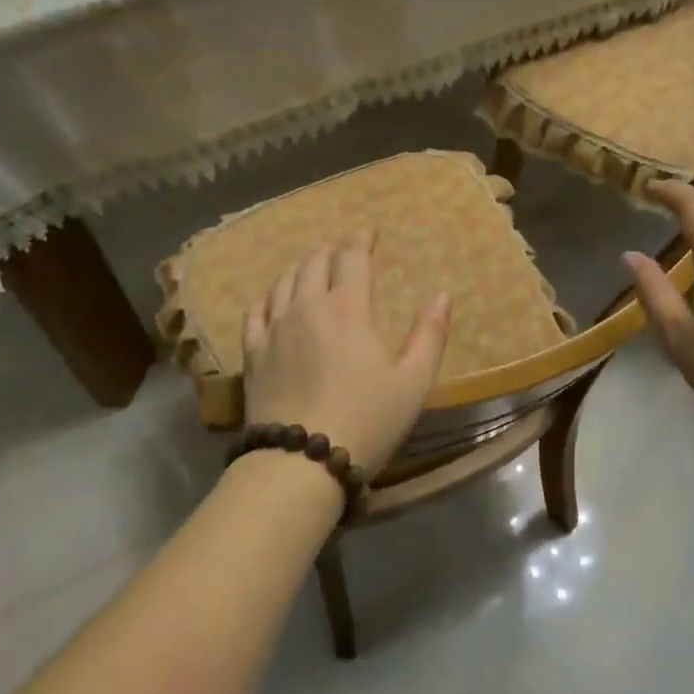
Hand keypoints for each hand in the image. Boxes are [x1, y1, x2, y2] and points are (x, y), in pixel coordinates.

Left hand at [241, 233, 451, 477]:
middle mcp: (306, 307)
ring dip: (301, 267)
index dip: (361, 239)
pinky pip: (255, 310)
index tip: (369, 231)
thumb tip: (441, 294)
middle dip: (331, 249)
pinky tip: (273, 298)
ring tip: (311, 266)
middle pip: (314, 262)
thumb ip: (429, 335)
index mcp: (348, 309)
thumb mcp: (413, 382)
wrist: (300, 462)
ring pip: (283, 281)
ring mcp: (274, 329)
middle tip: (343, 249)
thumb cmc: (366, 421)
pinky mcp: (252, 353)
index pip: (352, 258)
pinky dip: (268, 295)